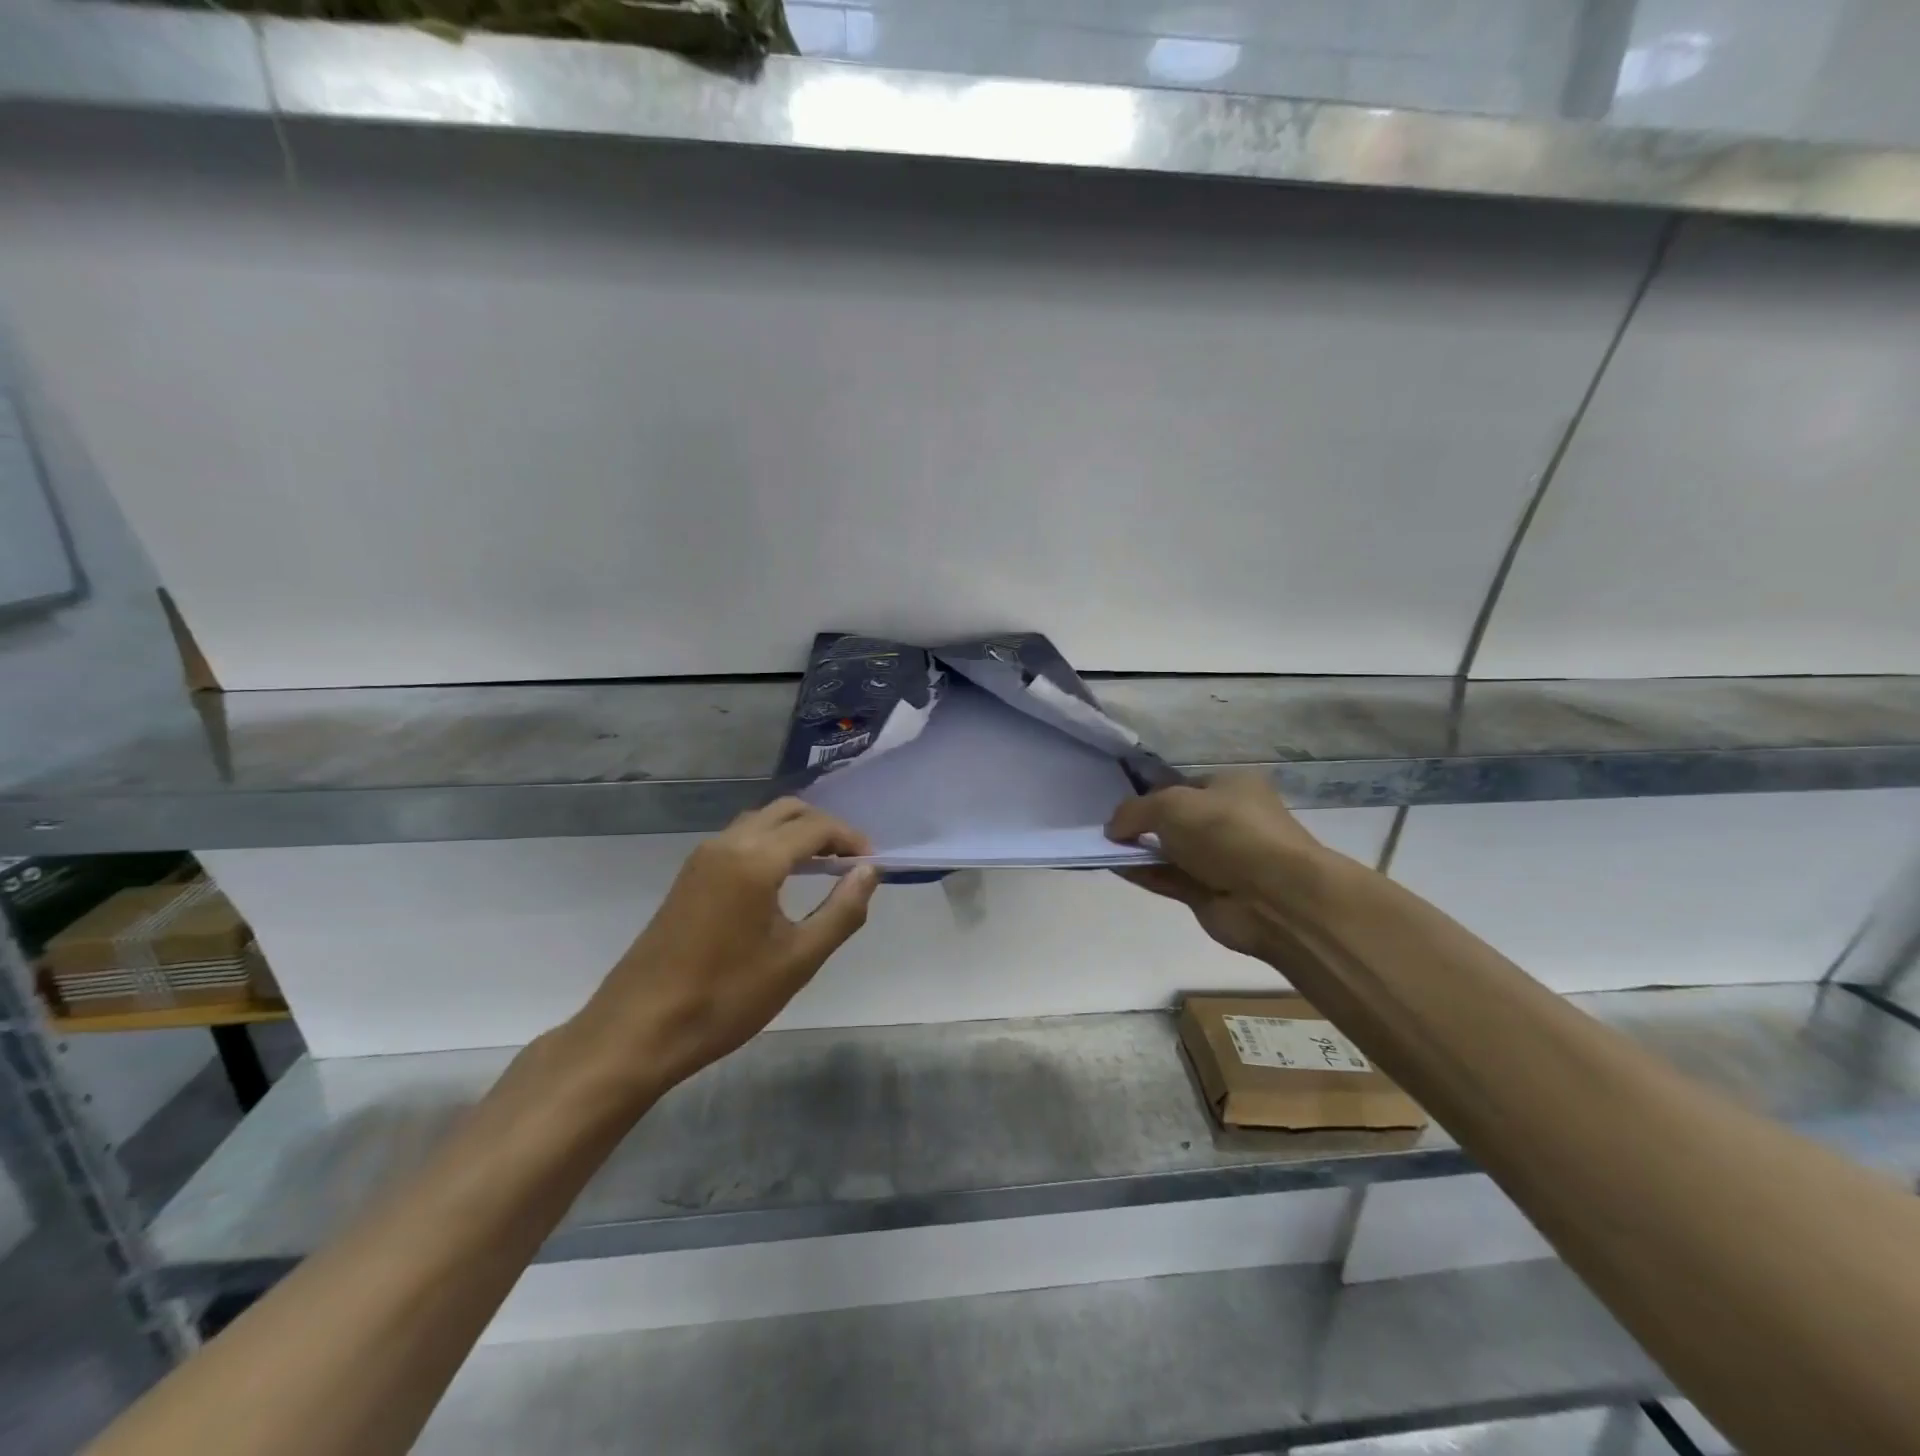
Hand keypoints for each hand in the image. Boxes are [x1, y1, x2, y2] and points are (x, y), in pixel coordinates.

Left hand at [572, 800, 878, 1097]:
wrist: (639, 1029)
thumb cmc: (726, 997)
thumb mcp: (798, 960)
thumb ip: (841, 911)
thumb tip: (869, 872)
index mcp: (755, 860)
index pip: (816, 827)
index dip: (850, 839)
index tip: (872, 864)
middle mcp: (727, 844)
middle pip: (787, 811)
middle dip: (825, 828)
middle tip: (851, 861)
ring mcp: (702, 858)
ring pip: (761, 822)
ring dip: (796, 833)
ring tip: (824, 868)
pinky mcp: (689, 876)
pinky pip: (740, 839)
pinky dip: (771, 844)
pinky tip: (783, 880)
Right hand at [1105, 772, 1350, 959]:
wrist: (1274, 896)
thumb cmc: (1226, 831)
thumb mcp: (1170, 805)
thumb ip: (1133, 811)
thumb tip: (1112, 828)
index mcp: (1232, 786)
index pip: (1183, 787)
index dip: (1151, 795)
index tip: (1122, 809)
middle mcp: (1229, 820)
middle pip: (1176, 820)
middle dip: (1144, 825)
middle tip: (1111, 831)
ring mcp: (1221, 860)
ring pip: (1171, 852)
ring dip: (1140, 851)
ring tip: (1104, 849)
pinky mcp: (1210, 894)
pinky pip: (1169, 879)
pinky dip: (1144, 874)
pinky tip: (1116, 868)